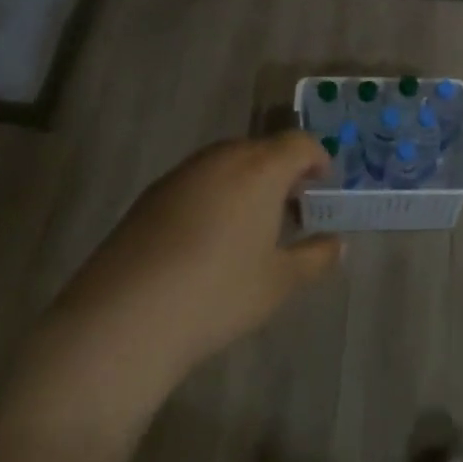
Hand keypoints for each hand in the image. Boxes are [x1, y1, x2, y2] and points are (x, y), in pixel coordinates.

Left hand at [35, 131, 343, 399]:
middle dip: (282, 172)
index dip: (317, 159)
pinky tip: (208, 238)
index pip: (299, 143)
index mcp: (260, 168)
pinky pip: (198, 180)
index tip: (322, 185)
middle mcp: (222, 158)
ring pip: (227, 163)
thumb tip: (336, 243)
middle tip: (291, 208)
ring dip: (247, 182)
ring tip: (251, 225)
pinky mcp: (151, 195)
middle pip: (262, 149)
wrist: (125, 318)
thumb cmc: (217, 294)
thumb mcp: (279, 283)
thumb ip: (316, 257)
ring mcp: (182, 173)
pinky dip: (214, 195)